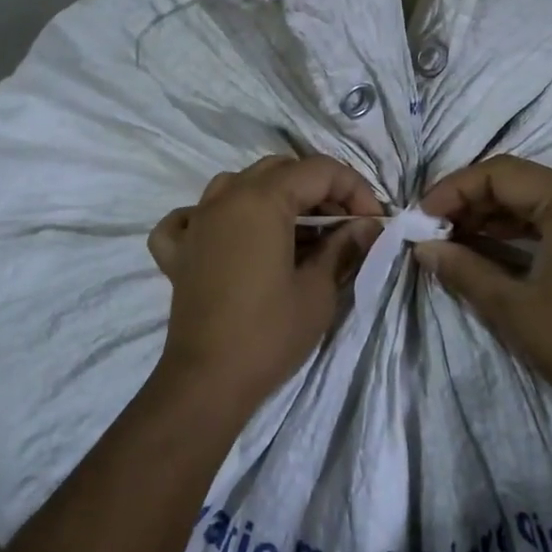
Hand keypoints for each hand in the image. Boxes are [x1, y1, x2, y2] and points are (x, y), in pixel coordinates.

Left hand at [148, 155, 383, 418]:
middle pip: (280, 171)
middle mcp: (225, 197)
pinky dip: (213, 218)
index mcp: (262, 199)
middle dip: (319, 190)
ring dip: (273, 197)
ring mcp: (196, 221)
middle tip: (344, 226)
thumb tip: (367, 226)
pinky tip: (227, 237)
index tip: (373, 223)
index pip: (318, 171)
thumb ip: (342, 247)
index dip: (355, 189)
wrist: (208, 381)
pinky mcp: (178, 250)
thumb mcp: (318, 289)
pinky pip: (191, 217)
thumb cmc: (269, 333)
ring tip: (297, 231)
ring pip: (238, 184)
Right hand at [414, 156, 551, 421]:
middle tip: (435, 229)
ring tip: (456, 238)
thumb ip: (464, 269)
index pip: (501, 174)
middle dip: (473, 201)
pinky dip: (526, 228)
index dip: (454, 189)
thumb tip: (424, 248)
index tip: (422, 216)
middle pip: (522, 181)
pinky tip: (494, 246)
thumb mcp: (513, 309)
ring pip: (541, 198)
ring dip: (497, 214)